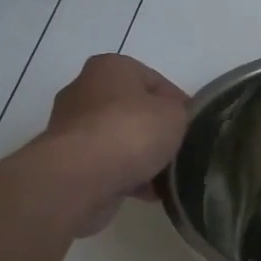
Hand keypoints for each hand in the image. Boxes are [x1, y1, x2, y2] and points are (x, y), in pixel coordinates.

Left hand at [31, 54, 189, 235]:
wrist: (80, 179)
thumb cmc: (131, 132)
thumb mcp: (176, 114)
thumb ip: (181, 113)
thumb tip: (174, 123)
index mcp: (111, 68)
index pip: (156, 82)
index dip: (179, 104)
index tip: (194, 126)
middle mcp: (85, 91)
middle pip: (134, 111)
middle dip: (157, 132)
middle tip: (180, 150)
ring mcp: (71, 128)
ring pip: (120, 140)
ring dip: (142, 157)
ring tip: (166, 177)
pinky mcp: (66, 161)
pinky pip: (106, 165)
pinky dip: (126, 176)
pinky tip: (148, 192)